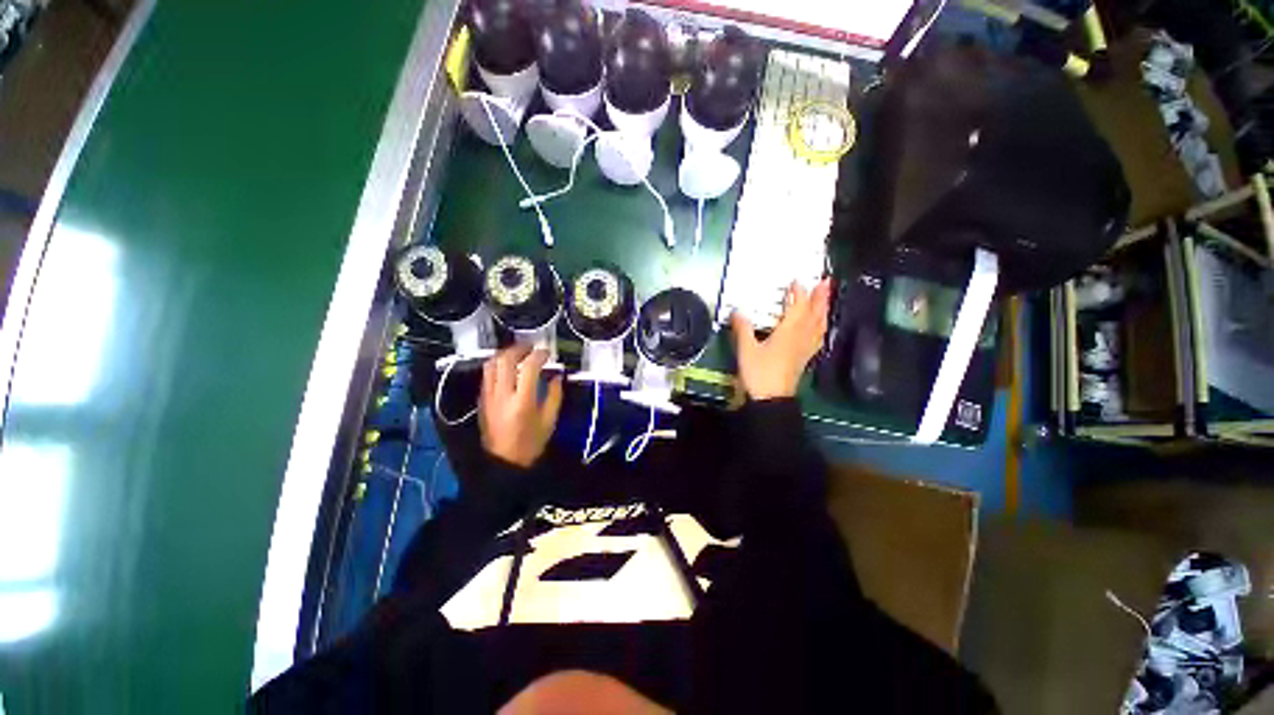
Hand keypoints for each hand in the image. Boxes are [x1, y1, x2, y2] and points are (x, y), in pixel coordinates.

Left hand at [479, 346, 563, 467]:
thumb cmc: (530, 444)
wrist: (503, 462)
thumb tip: (557, 375)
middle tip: (531, 347)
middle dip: (519, 348)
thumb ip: (554, 395)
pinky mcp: (482, 400)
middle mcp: (502, 395)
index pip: (528, 368)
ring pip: (491, 364)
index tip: (547, 353)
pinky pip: (487, 375)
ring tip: (518, 353)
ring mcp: (489, 396)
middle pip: (505, 360)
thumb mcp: (549, 421)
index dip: (539, 355)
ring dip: (505, 354)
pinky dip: (497, 365)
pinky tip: (507, 367)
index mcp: (522, 401)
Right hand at [730, 279, 830, 400]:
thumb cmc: (759, 373)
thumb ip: (743, 329)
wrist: (771, 400)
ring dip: (823, 310)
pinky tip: (819, 328)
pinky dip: (820, 328)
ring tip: (826, 300)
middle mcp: (801, 338)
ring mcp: (805, 349)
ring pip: (819, 325)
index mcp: (788, 332)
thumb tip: (737, 311)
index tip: (797, 281)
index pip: (798, 307)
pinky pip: (817, 338)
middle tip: (826, 282)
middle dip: (820, 297)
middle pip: (815, 314)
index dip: (799, 293)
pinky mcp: (804, 359)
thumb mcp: (746, 350)